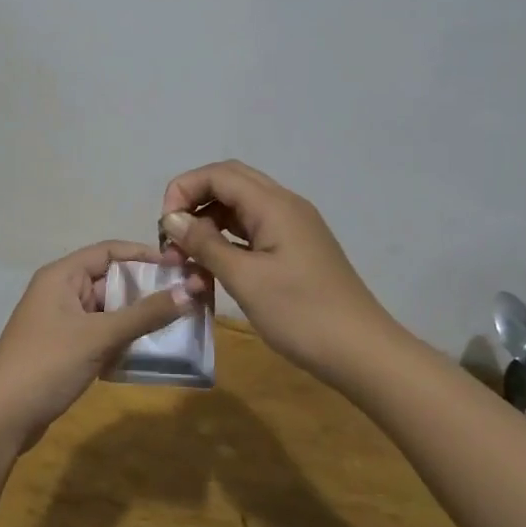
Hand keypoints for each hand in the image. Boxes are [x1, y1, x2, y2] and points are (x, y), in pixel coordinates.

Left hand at [0, 240, 207, 453]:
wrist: (1, 417)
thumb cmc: (48, 364)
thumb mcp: (99, 336)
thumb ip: (145, 314)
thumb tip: (191, 290)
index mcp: (62, 275)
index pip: (110, 251)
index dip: (145, 255)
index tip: (180, 266)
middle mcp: (60, 292)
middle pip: (110, 280)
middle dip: (146, 289)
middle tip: (187, 299)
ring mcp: (60, 322)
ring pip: (107, 310)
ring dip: (137, 317)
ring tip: (177, 325)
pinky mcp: (63, 349)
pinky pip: (100, 334)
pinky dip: (122, 339)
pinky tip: (149, 352)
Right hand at [159, 161, 397, 387]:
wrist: (361, 351)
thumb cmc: (301, 313)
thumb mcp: (245, 279)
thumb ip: (205, 244)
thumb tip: (172, 218)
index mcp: (274, 205)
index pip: (218, 174)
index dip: (184, 190)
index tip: (164, 228)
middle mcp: (285, 206)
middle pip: (230, 183)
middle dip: (194, 204)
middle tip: (173, 240)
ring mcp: (293, 227)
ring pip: (240, 208)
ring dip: (209, 224)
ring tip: (188, 259)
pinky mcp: (296, 249)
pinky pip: (253, 231)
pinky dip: (228, 241)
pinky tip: (213, 268)